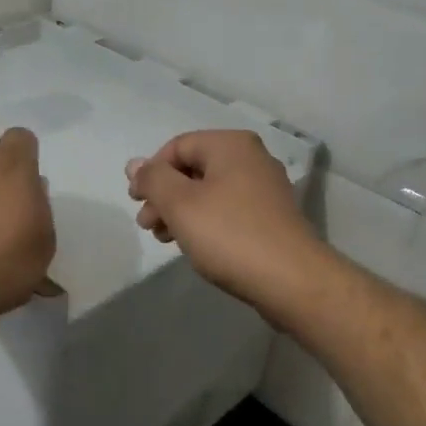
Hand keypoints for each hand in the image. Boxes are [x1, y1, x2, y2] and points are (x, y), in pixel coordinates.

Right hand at [126, 130, 325, 317]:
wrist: (291, 280)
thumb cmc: (229, 235)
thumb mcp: (180, 204)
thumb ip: (153, 179)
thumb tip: (134, 164)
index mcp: (231, 145)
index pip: (177, 146)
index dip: (151, 172)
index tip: (136, 203)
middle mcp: (251, 158)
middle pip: (193, 168)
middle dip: (164, 195)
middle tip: (147, 225)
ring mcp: (264, 188)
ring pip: (209, 191)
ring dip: (180, 211)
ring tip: (165, 238)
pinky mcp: (271, 217)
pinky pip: (227, 210)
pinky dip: (205, 222)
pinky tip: (194, 245)